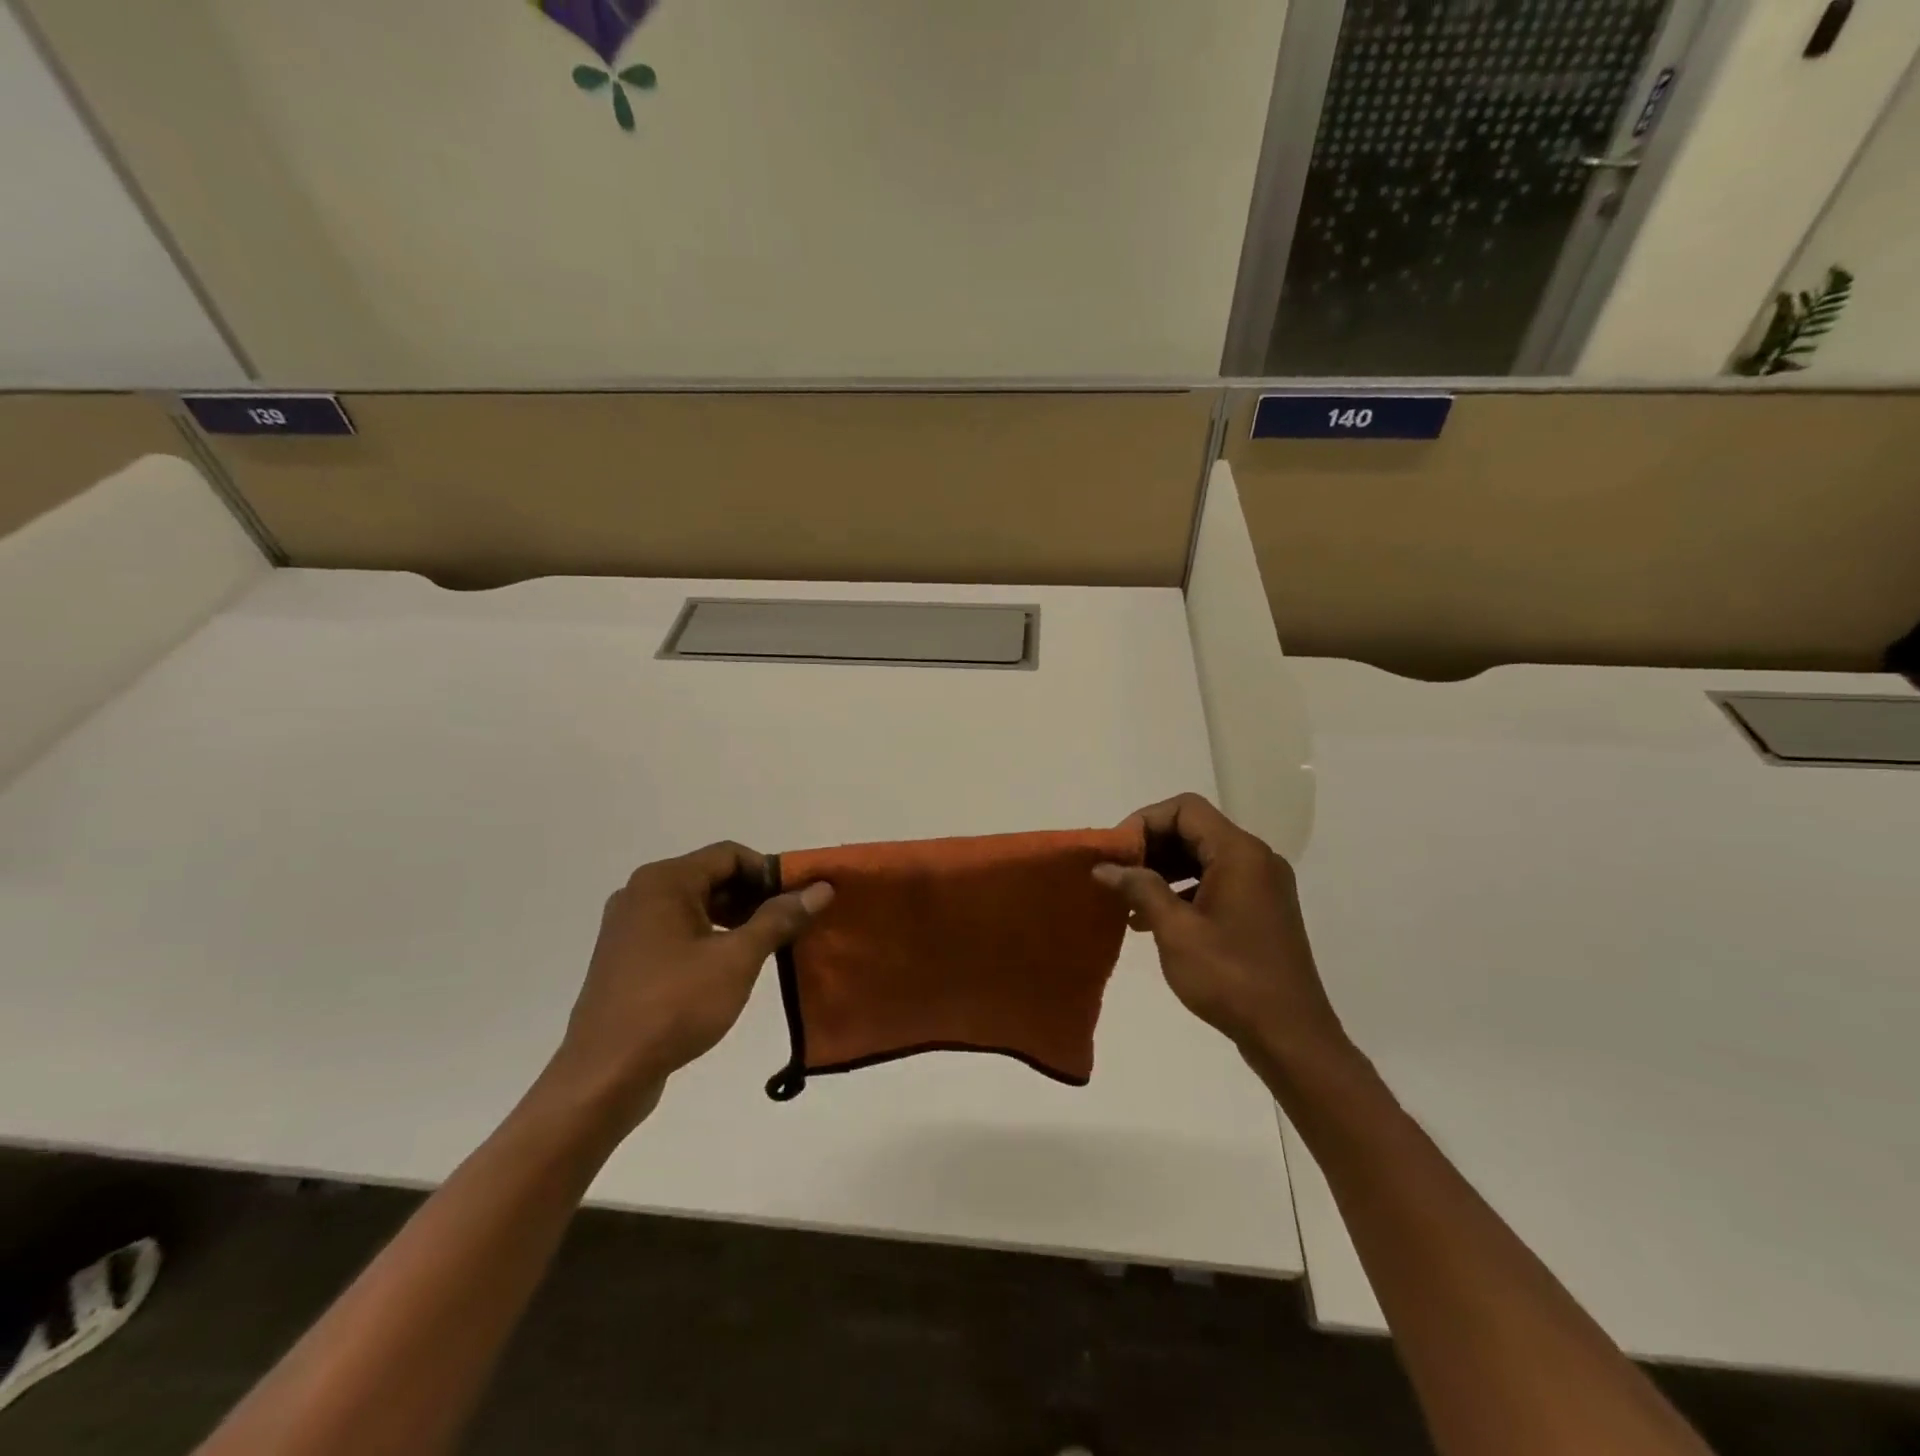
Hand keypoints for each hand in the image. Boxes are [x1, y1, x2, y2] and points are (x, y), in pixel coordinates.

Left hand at [546, 842, 832, 1127]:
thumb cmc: (674, 1005)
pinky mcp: (627, 958)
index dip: (771, 873)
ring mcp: (629, 926)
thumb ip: (779, 919)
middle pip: (712, 877)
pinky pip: (677, 931)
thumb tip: (820, 889)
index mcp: (664, 881)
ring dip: (734, 919)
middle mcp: (641, 893)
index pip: (731, 855)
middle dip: (754, 897)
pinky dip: (708, 938)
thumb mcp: (737, 959)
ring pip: (696, 906)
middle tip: (790, 925)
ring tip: (767, 948)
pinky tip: (730, 968)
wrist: (604, 1075)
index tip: (800, 902)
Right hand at [1094, 793, 1347, 1068]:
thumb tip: (1105, 867)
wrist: (1290, 1036)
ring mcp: (1262, 884)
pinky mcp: (1261, 909)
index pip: (1185, 809)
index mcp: (1239, 853)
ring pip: (1203, 856)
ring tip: (1128, 899)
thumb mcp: (1176, 931)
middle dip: (1151, 847)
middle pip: (1194, 829)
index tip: (1117, 853)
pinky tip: (1153, 919)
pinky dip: (1183, 890)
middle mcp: (1256, 858)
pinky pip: (1216, 881)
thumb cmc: (1231, 977)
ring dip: (1164, 870)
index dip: (1144, 822)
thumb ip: (1140, 889)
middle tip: (1116, 874)